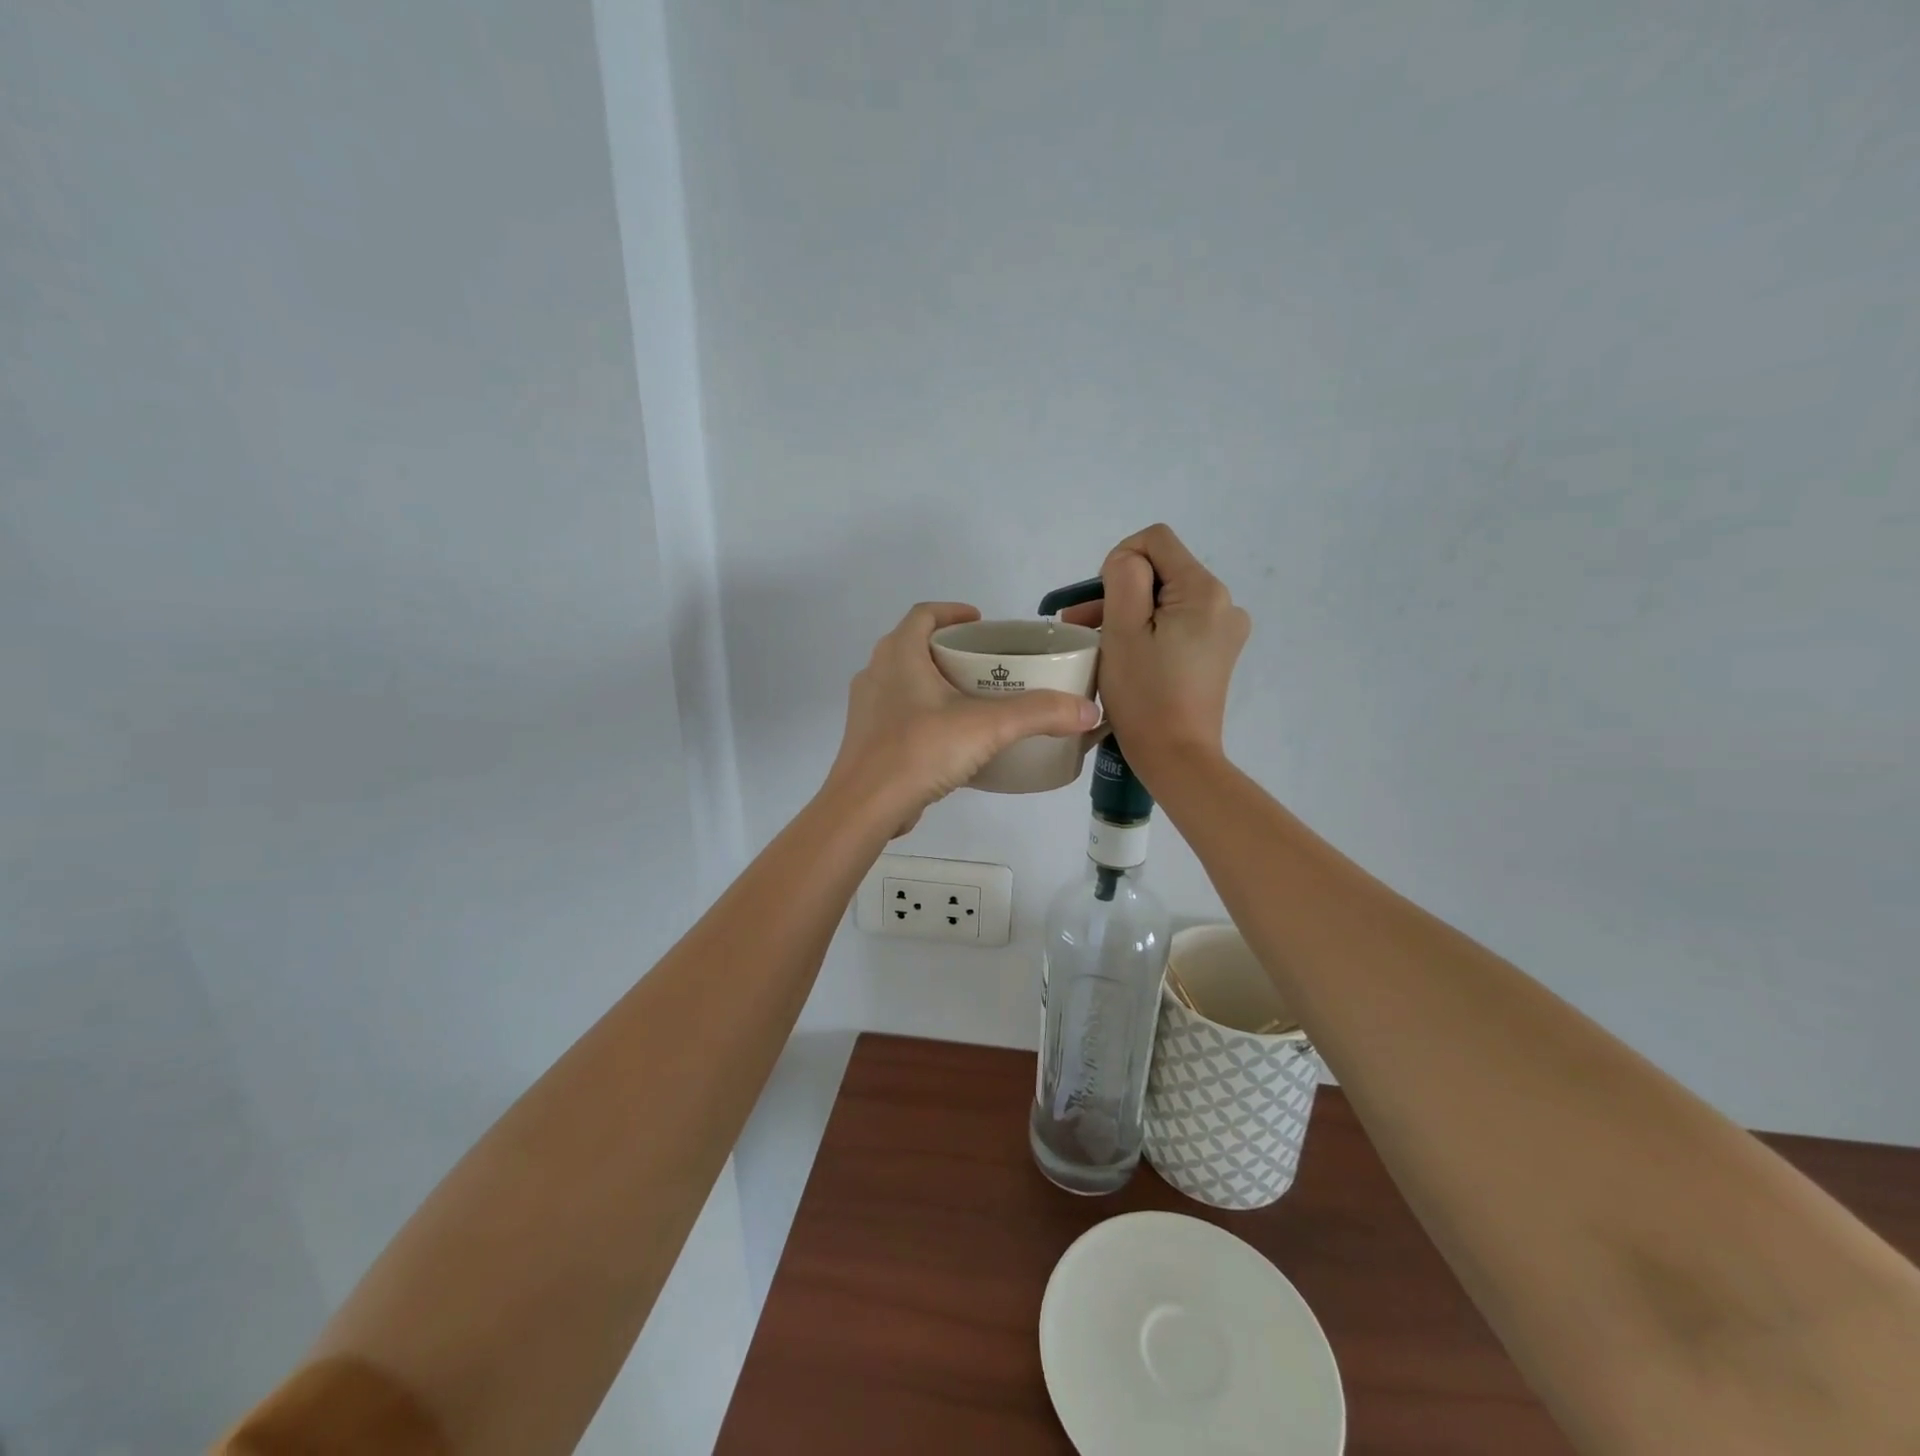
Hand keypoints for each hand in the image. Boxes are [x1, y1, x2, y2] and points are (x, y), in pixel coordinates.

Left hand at [825, 602, 1101, 834]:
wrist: (865, 807)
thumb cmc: (920, 750)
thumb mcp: (988, 727)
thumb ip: (1039, 714)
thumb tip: (1088, 710)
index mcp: (899, 654)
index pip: (924, 614)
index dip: (953, 612)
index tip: (981, 623)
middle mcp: (876, 672)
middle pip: (914, 646)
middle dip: (949, 649)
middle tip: (986, 663)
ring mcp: (867, 708)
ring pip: (904, 681)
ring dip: (935, 682)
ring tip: (972, 699)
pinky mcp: (867, 739)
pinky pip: (899, 713)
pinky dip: (924, 713)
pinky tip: (949, 737)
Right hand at [1060, 524, 1248, 776]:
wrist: (1177, 758)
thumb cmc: (1144, 696)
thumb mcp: (1123, 630)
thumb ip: (1124, 578)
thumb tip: (1127, 561)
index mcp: (1204, 591)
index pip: (1155, 541)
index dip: (1119, 561)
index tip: (1099, 604)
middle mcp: (1224, 602)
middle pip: (1161, 572)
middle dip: (1118, 592)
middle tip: (1079, 626)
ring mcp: (1224, 630)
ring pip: (1165, 600)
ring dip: (1129, 614)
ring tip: (1094, 644)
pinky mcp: (1216, 653)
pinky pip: (1176, 624)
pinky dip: (1149, 631)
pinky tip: (1126, 657)